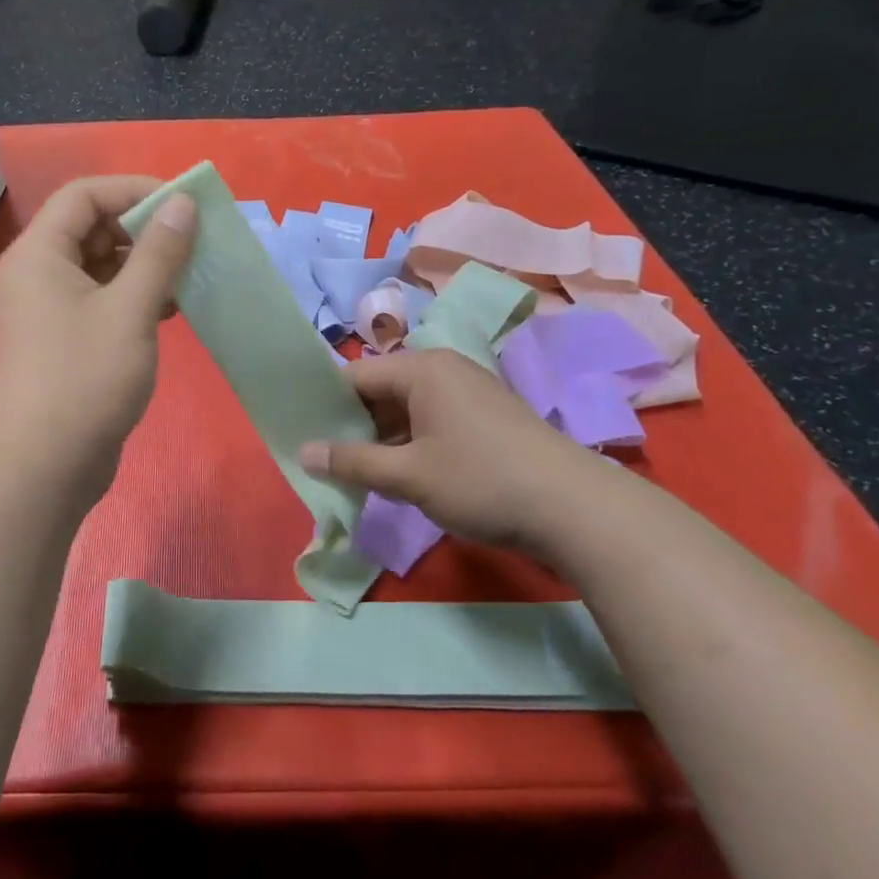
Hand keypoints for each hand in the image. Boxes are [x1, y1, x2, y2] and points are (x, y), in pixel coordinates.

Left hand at [0, 176, 194, 498]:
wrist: (42, 468)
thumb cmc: (85, 378)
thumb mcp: (130, 309)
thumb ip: (159, 253)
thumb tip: (182, 204)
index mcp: (40, 253)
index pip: (86, 194)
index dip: (135, 190)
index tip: (184, 206)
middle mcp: (37, 273)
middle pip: (92, 228)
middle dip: (144, 230)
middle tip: (192, 243)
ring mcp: (48, 310)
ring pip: (100, 267)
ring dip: (144, 266)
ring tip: (187, 278)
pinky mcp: (63, 341)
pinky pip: (101, 300)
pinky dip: (134, 298)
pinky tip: (170, 311)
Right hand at [300, 348, 602, 561]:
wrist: (575, 509)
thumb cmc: (481, 481)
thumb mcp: (408, 476)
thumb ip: (352, 463)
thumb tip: (304, 452)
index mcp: (422, 369)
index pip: (355, 376)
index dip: (325, 404)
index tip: (303, 434)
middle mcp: (444, 371)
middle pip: (381, 391)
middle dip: (353, 426)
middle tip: (326, 461)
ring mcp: (469, 393)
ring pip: (406, 410)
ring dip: (382, 440)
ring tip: (357, 474)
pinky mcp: (486, 419)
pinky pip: (432, 422)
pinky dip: (410, 445)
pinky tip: (401, 477)